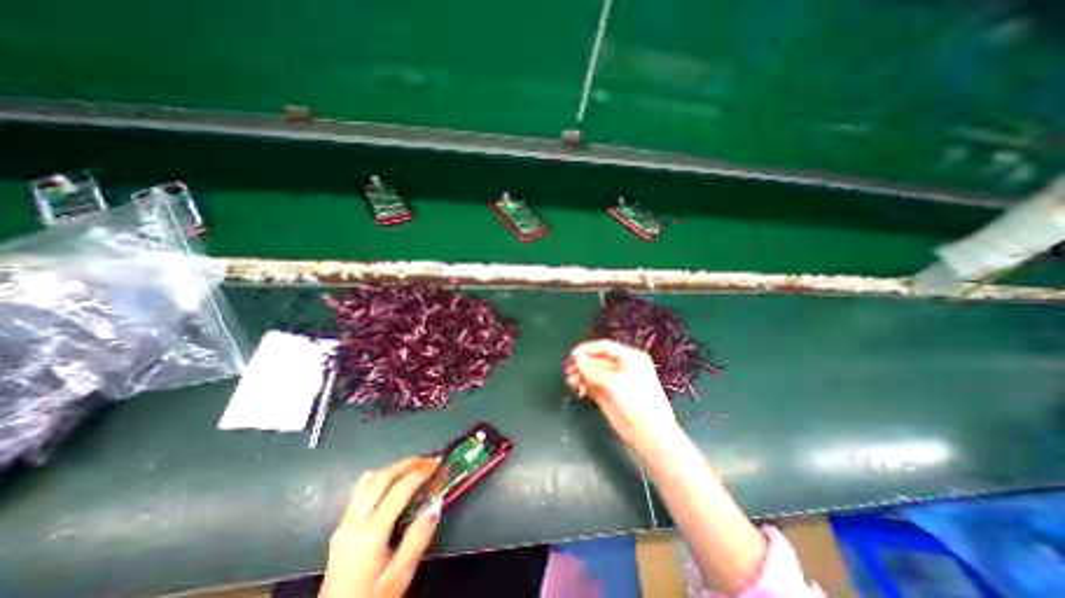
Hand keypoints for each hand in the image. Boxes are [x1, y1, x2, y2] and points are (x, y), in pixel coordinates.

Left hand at [321, 458, 442, 597]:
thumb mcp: (400, 576)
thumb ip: (418, 538)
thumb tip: (436, 504)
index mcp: (370, 534)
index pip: (399, 489)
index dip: (420, 471)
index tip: (437, 462)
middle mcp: (353, 521)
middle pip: (381, 478)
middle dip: (407, 463)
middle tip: (428, 460)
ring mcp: (343, 523)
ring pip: (368, 480)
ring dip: (392, 468)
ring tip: (412, 468)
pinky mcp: (340, 527)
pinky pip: (360, 490)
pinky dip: (380, 478)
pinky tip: (391, 485)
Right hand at [560, 339, 675, 449]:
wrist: (649, 435)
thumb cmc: (636, 402)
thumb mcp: (614, 382)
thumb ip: (593, 368)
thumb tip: (576, 356)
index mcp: (630, 357)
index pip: (604, 346)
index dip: (587, 349)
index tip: (571, 355)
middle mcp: (622, 366)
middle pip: (597, 359)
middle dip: (582, 363)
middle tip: (567, 370)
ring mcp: (615, 381)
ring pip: (593, 372)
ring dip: (580, 374)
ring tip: (570, 381)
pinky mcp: (609, 394)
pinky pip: (593, 384)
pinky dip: (584, 384)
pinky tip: (577, 388)